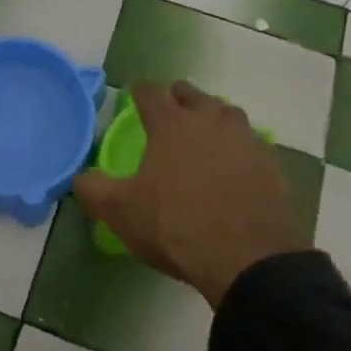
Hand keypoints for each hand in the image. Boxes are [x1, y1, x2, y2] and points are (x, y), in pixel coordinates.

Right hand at [74, 81, 306, 308]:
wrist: (248, 259)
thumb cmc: (177, 227)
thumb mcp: (121, 212)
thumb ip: (94, 189)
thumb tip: (80, 177)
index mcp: (171, 124)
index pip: (151, 92)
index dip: (140, 91)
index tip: (135, 95)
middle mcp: (209, 120)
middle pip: (192, 95)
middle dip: (178, 98)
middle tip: (170, 110)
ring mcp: (245, 139)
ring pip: (226, 113)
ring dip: (212, 116)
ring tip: (204, 131)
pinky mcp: (270, 163)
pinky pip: (251, 143)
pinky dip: (239, 146)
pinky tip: (236, 163)